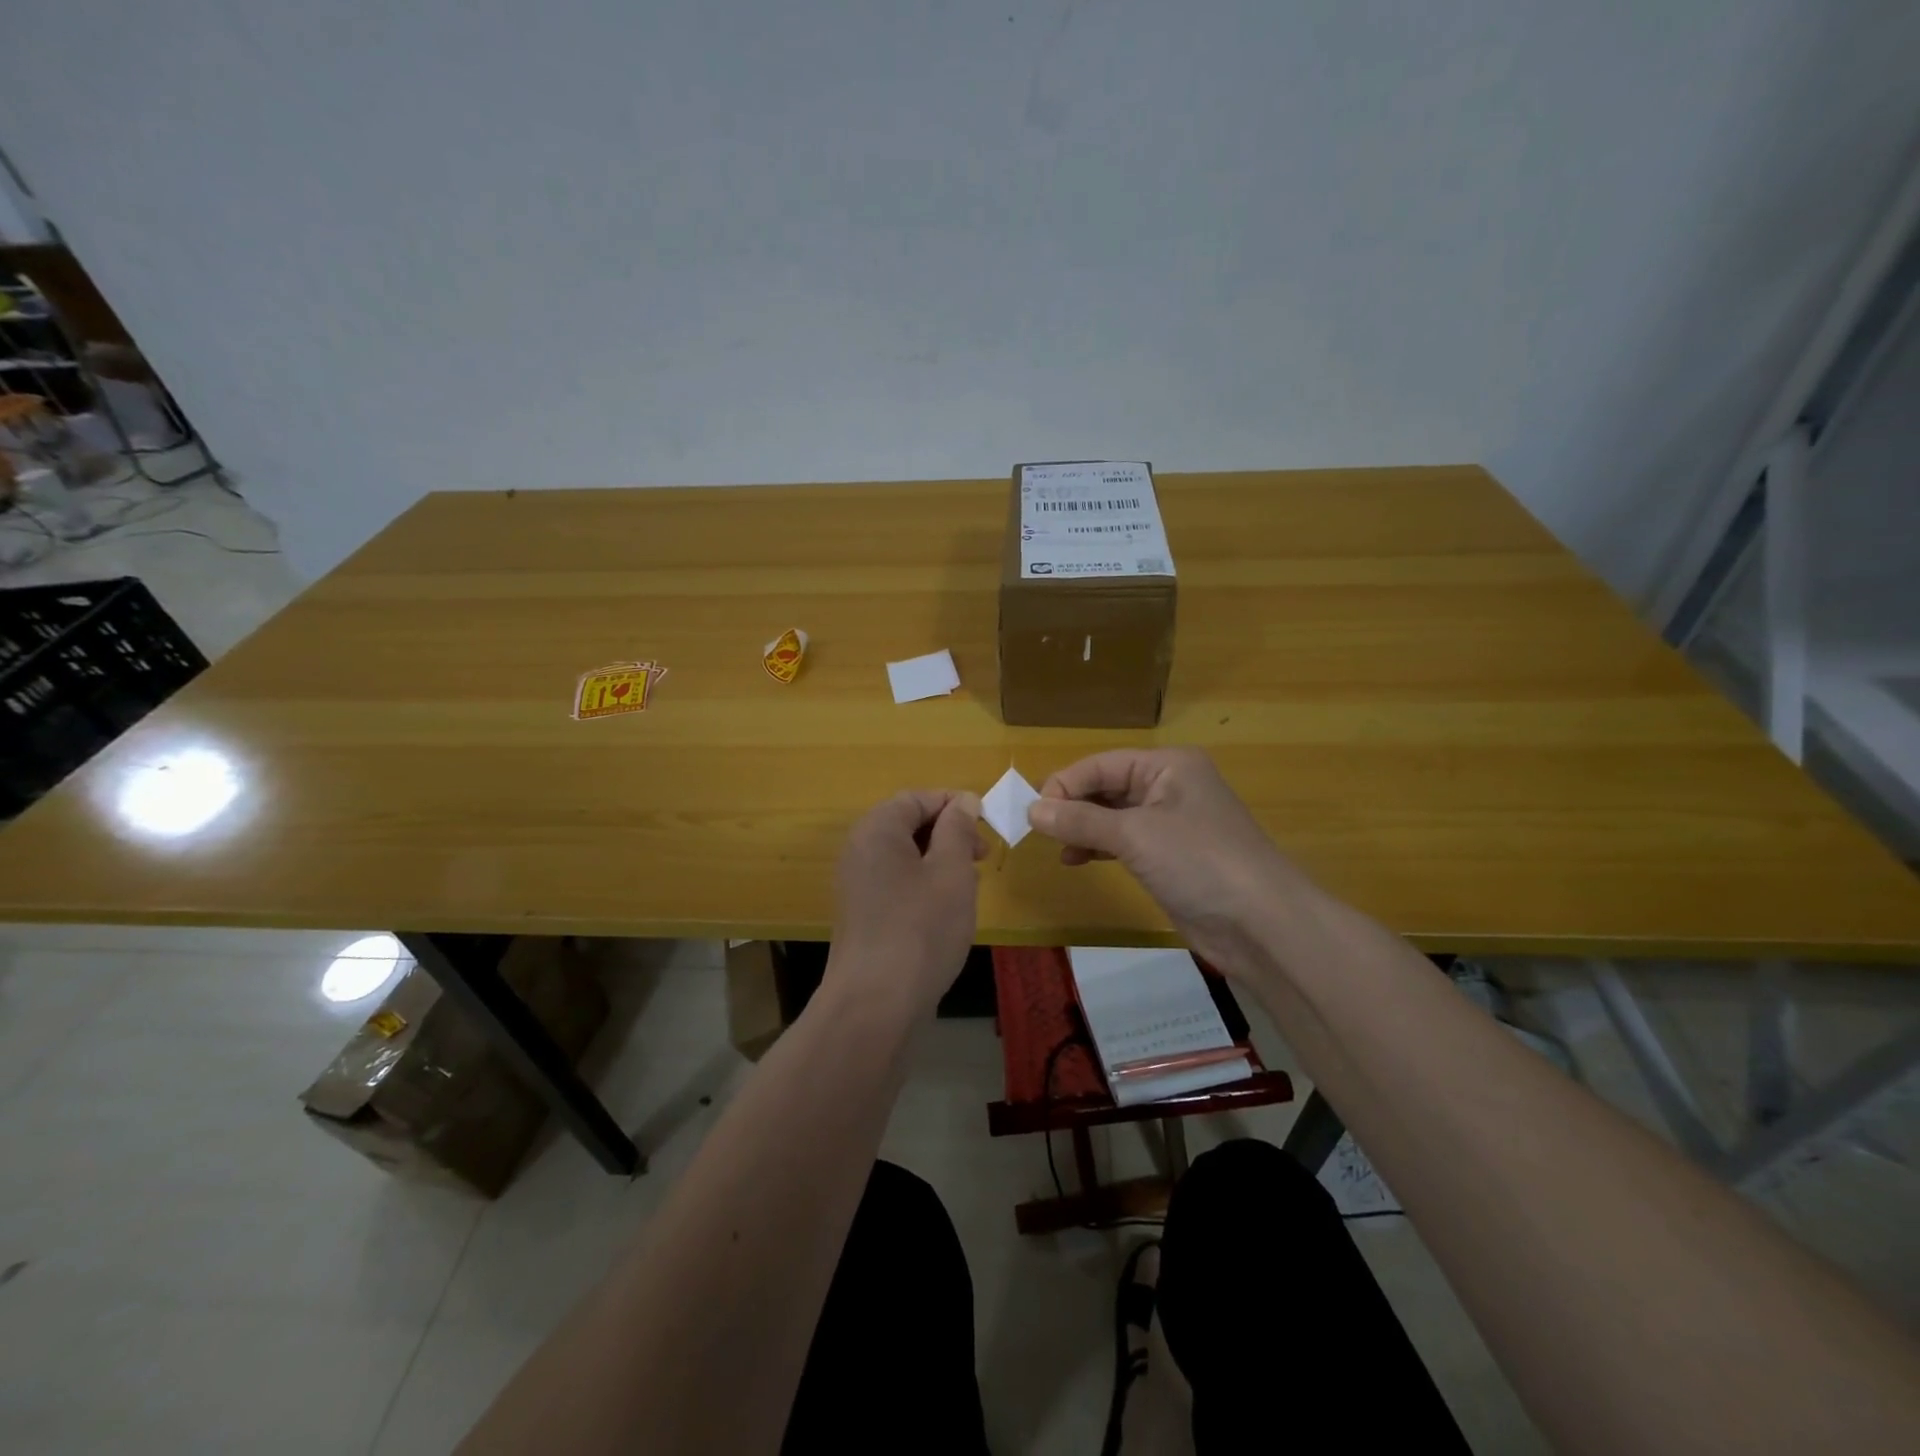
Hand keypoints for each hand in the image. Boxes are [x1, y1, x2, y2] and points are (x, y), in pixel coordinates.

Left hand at [827, 789, 985, 1019]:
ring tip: (967, 887)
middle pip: (908, 824)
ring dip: (939, 862)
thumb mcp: (951, 872)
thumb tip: (963, 802)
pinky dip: (923, 886)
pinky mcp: (862, 914)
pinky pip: (896, 883)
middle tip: (982, 857)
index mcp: (877, 829)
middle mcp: (859, 850)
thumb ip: (958, 830)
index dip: (954, 804)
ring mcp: (856, 884)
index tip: (987, 824)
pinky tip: (945, 913)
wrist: (875, 1004)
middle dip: (949, 834)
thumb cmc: (921, 928)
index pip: (917, 798)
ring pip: (905, 857)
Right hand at [1025, 748, 1319, 976]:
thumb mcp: (1135, 835)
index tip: (1033, 812)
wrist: (1261, 925)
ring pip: (1113, 815)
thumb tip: (1032, 809)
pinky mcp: (1170, 856)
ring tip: (1058, 848)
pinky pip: (1124, 841)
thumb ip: (1081, 820)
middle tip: (1039, 831)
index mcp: (1169, 765)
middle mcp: (1170, 786)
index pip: (1102, 764)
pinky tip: (1077, 860)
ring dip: (1083, 828)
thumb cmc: (1199, 862)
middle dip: (1073, 806)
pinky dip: (1099, 847)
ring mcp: (1172, 823)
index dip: (1065, 784)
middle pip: (1107, 786)